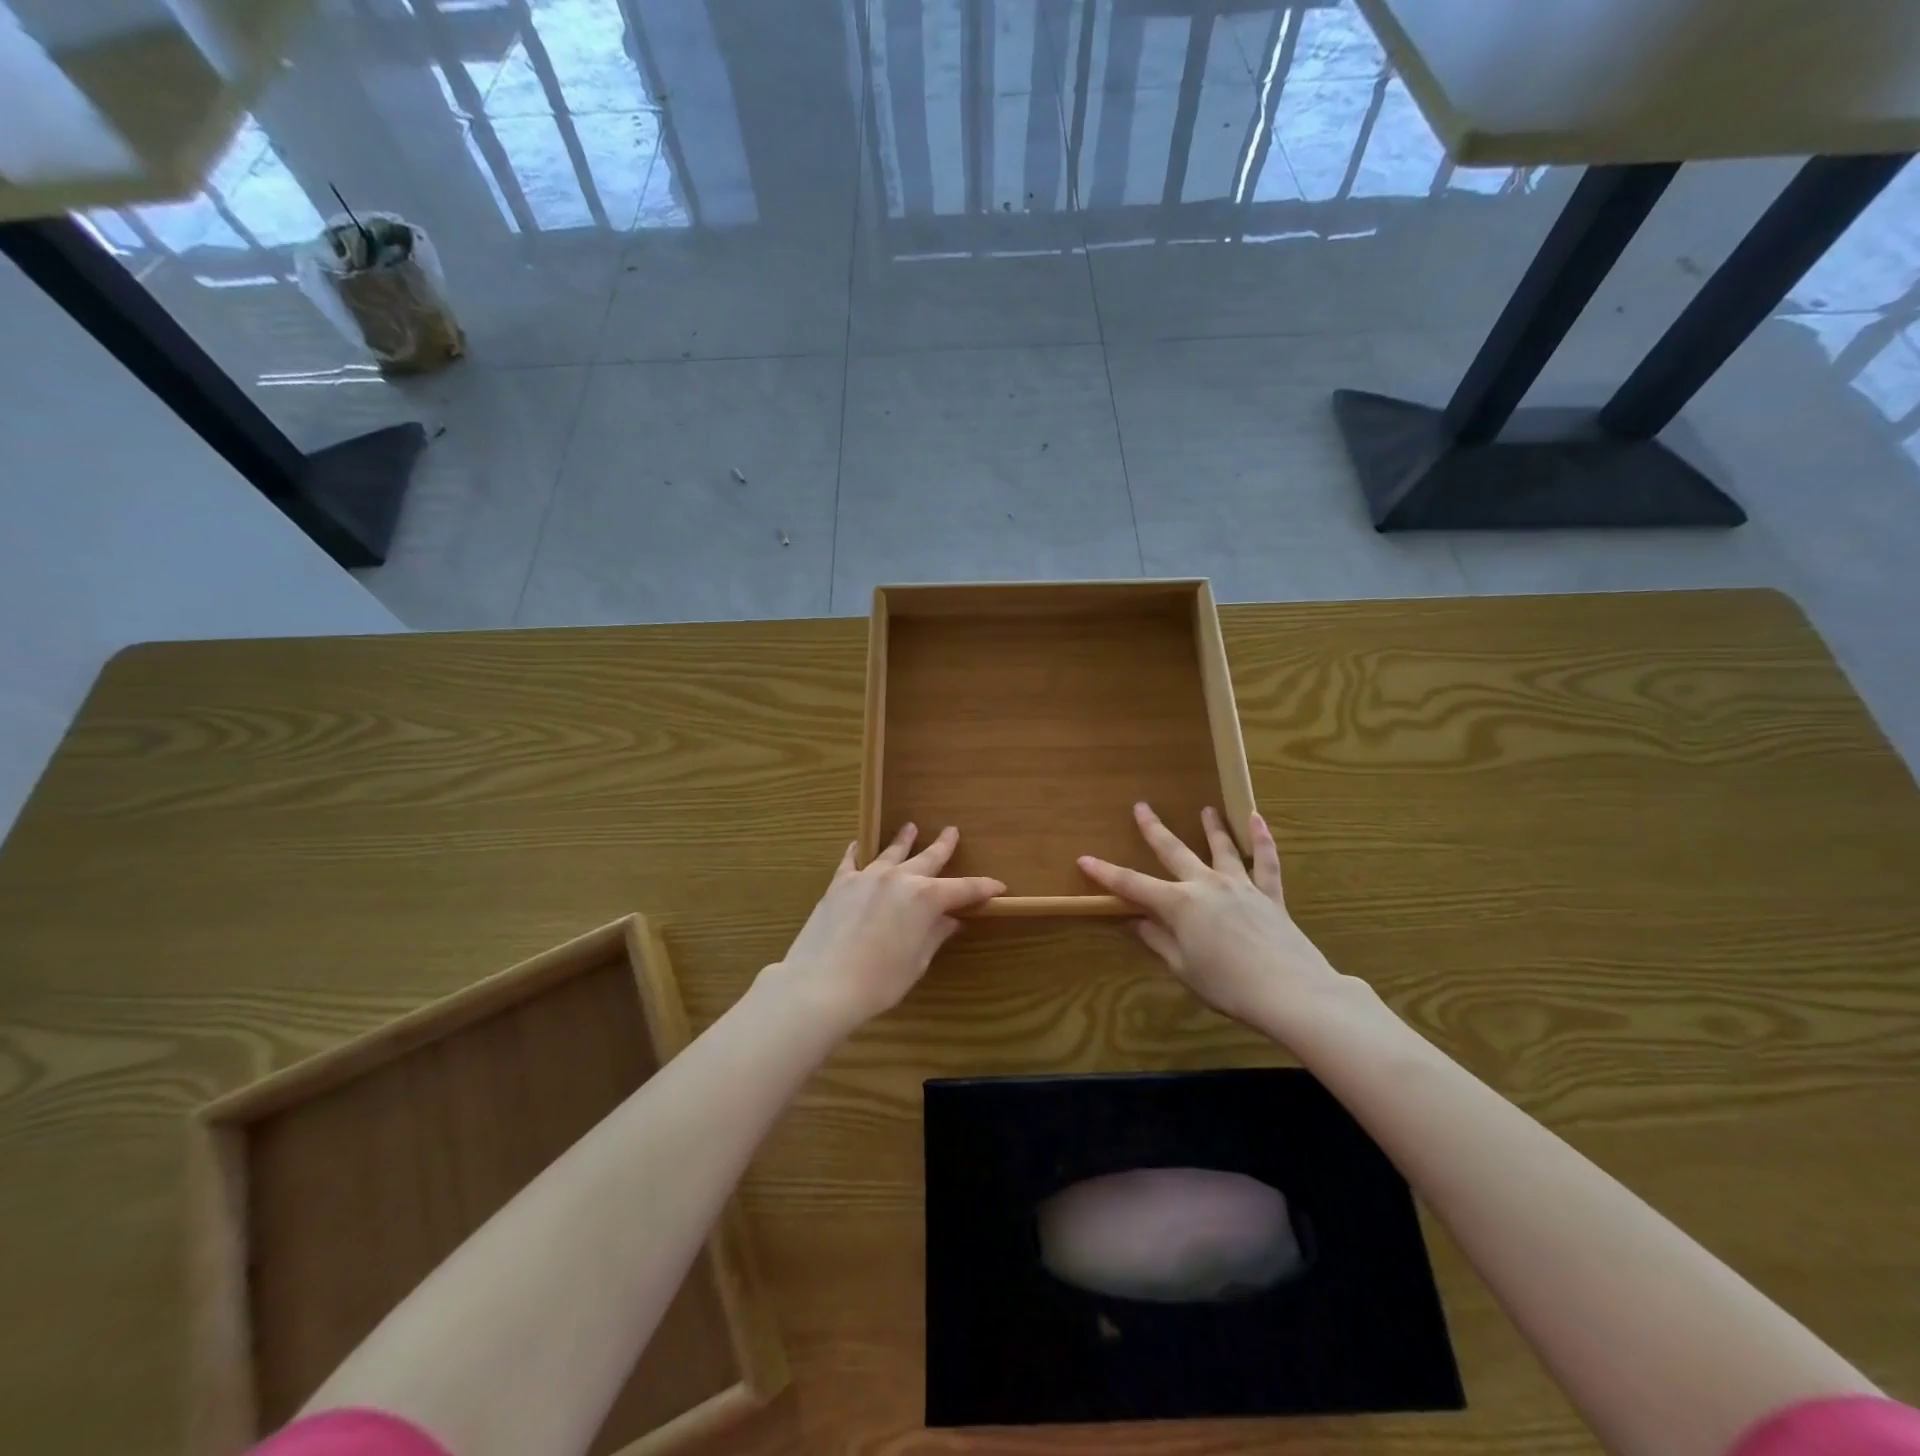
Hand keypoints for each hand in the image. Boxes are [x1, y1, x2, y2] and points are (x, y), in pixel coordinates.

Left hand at [771, 824, 1003, 1030]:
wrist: (821, 984)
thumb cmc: (879, 981)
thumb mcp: (916, 962)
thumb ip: (935, 935)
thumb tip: (951, 921)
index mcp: (926, 898)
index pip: (964, 888)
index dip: (984, 887)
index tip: (998, 886)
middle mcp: (900, 878)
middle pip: (928, 858)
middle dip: (943, 846)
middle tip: (952, 831)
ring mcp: (867, 877)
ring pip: (891, 852)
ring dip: (903, 840)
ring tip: (910, 827)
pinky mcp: (840, 884)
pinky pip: (851, 860)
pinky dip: (857, 851)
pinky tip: (857, 844)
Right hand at [1079, 803, 1361, 1036]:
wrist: (1292, 992)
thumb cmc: (1228, 986)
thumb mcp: (1183, 968)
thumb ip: (1158, 940)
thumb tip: (1135, 921)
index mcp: (1179, 904)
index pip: (1133, 884)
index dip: (1106, 873)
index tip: (1084, 859)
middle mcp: (1206, 885)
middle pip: (1174, 852)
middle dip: (1153, 830)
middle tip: (1141, 807)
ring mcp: (1240, 886)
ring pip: (1221, 848)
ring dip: (1211, 827)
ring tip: (1205, 809)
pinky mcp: (1270, 895)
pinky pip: (1266, 861)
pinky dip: (1262, 839)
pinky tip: (1257, 819)